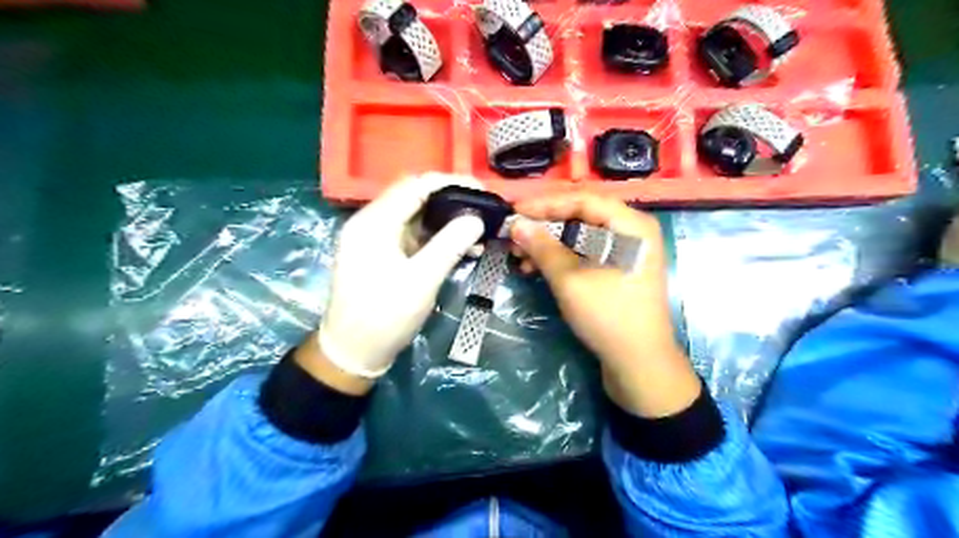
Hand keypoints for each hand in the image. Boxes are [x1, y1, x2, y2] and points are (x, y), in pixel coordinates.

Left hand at [317, 175, 486, 379]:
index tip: (481, 189)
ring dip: (446, 222)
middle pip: (415, 198)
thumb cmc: (384, 316)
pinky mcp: (382, 255)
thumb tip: (476, 218)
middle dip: (451, 201)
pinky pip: (413, 237)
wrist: (353, 352)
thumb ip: (450, 245)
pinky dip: (436, 239)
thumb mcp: (421, 280)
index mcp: (373, 222)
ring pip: (416, 217)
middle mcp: (371, 223)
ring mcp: (375, 240)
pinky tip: (461, 248)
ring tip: (479, 231)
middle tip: (483, 209)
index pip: (415, 185)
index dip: (450, 182)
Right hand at [514, 193, 702, 420]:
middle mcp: (631, 232)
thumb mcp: (570, 280)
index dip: (546, 204)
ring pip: (580, 237)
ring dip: (548, 245)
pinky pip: (584, 255)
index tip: (514, 211)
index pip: (583, 200)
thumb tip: (516, 224)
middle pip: (581, 217)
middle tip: (514, 236)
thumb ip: (543, 248)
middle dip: (544, 227)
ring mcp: (625, 253)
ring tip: (519, 257)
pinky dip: (560, 259)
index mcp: (631, 225)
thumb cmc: (608, 316)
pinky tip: (536, 269)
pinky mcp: (616, 271)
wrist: (639, 365)